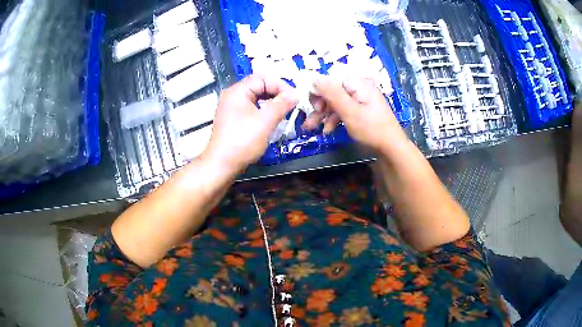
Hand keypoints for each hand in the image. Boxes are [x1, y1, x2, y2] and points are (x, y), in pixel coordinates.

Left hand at [202, 75, 297, 172]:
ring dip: (272, 102)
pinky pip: (252, 108)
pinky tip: (272, 119)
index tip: (294, 97)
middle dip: (277, 93)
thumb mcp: (265, 122)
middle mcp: (233, 95)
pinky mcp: (234, 118)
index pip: (263, 78)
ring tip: (285, 111)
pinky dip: (264, 110)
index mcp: (238, 91)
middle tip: (291, 104)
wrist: (221, 165)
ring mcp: (232, 107)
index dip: (280, 85)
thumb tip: (296, 94)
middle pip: (259, 86)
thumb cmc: (242, 142)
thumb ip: (281, 105)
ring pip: (256, 97)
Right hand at [303, 76, 406, 151]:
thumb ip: (332, 94)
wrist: (391, 148)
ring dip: (323, 114)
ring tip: (311, 128)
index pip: (331, 80)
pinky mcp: (360, 111)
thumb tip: (314, 77)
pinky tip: (327, 130)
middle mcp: (358, 88)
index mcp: (358, 83)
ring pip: (335, 102)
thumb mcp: (349, 111)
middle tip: (311, 120)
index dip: (318, 91)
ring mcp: (360, 100)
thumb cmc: (371, 129)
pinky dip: (334, 119)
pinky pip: (343, 110)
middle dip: (319, 105)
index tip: (313, 107)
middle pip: (332, 91)